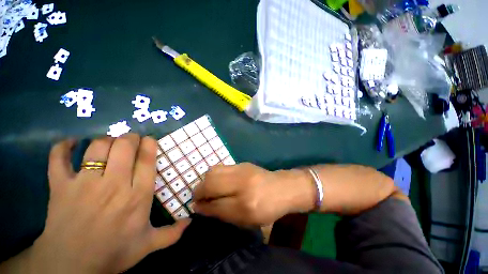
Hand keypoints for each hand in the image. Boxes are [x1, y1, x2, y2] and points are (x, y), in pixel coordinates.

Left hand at [29, 134, 189, 272]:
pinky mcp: (60, 187)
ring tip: (110, 144)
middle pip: (123, 147)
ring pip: (97, 148)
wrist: (72, 268)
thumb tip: (190, 221)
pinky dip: (62, 147)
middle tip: (132, 140)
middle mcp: (113, 185)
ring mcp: (84, 184)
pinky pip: (58, 159)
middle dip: (130, 138)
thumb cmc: (113, 253)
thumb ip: (172, 233)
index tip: (150, 139)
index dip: (149, 144)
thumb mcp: (148, 245)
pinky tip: (69, 143)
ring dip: (106, 140)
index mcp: (137, 196)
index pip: (146, 160)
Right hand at [193, 163, 313, 226]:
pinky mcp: (242, 163)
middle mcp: (242, 185)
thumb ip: (224, 214)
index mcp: (246, 206)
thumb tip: (202, 207)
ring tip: (207, 188)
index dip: (202, 207)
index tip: (195, 207)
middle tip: (198, 197)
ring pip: (213, 172)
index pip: (215, 205)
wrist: (283, 188)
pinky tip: (218, 180)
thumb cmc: (268, 208)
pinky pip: (221, 167)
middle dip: (199, 191)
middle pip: (210, 184)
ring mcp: (242, 170)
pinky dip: (214, 175)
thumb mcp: (248, 220)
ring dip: (205, 181)